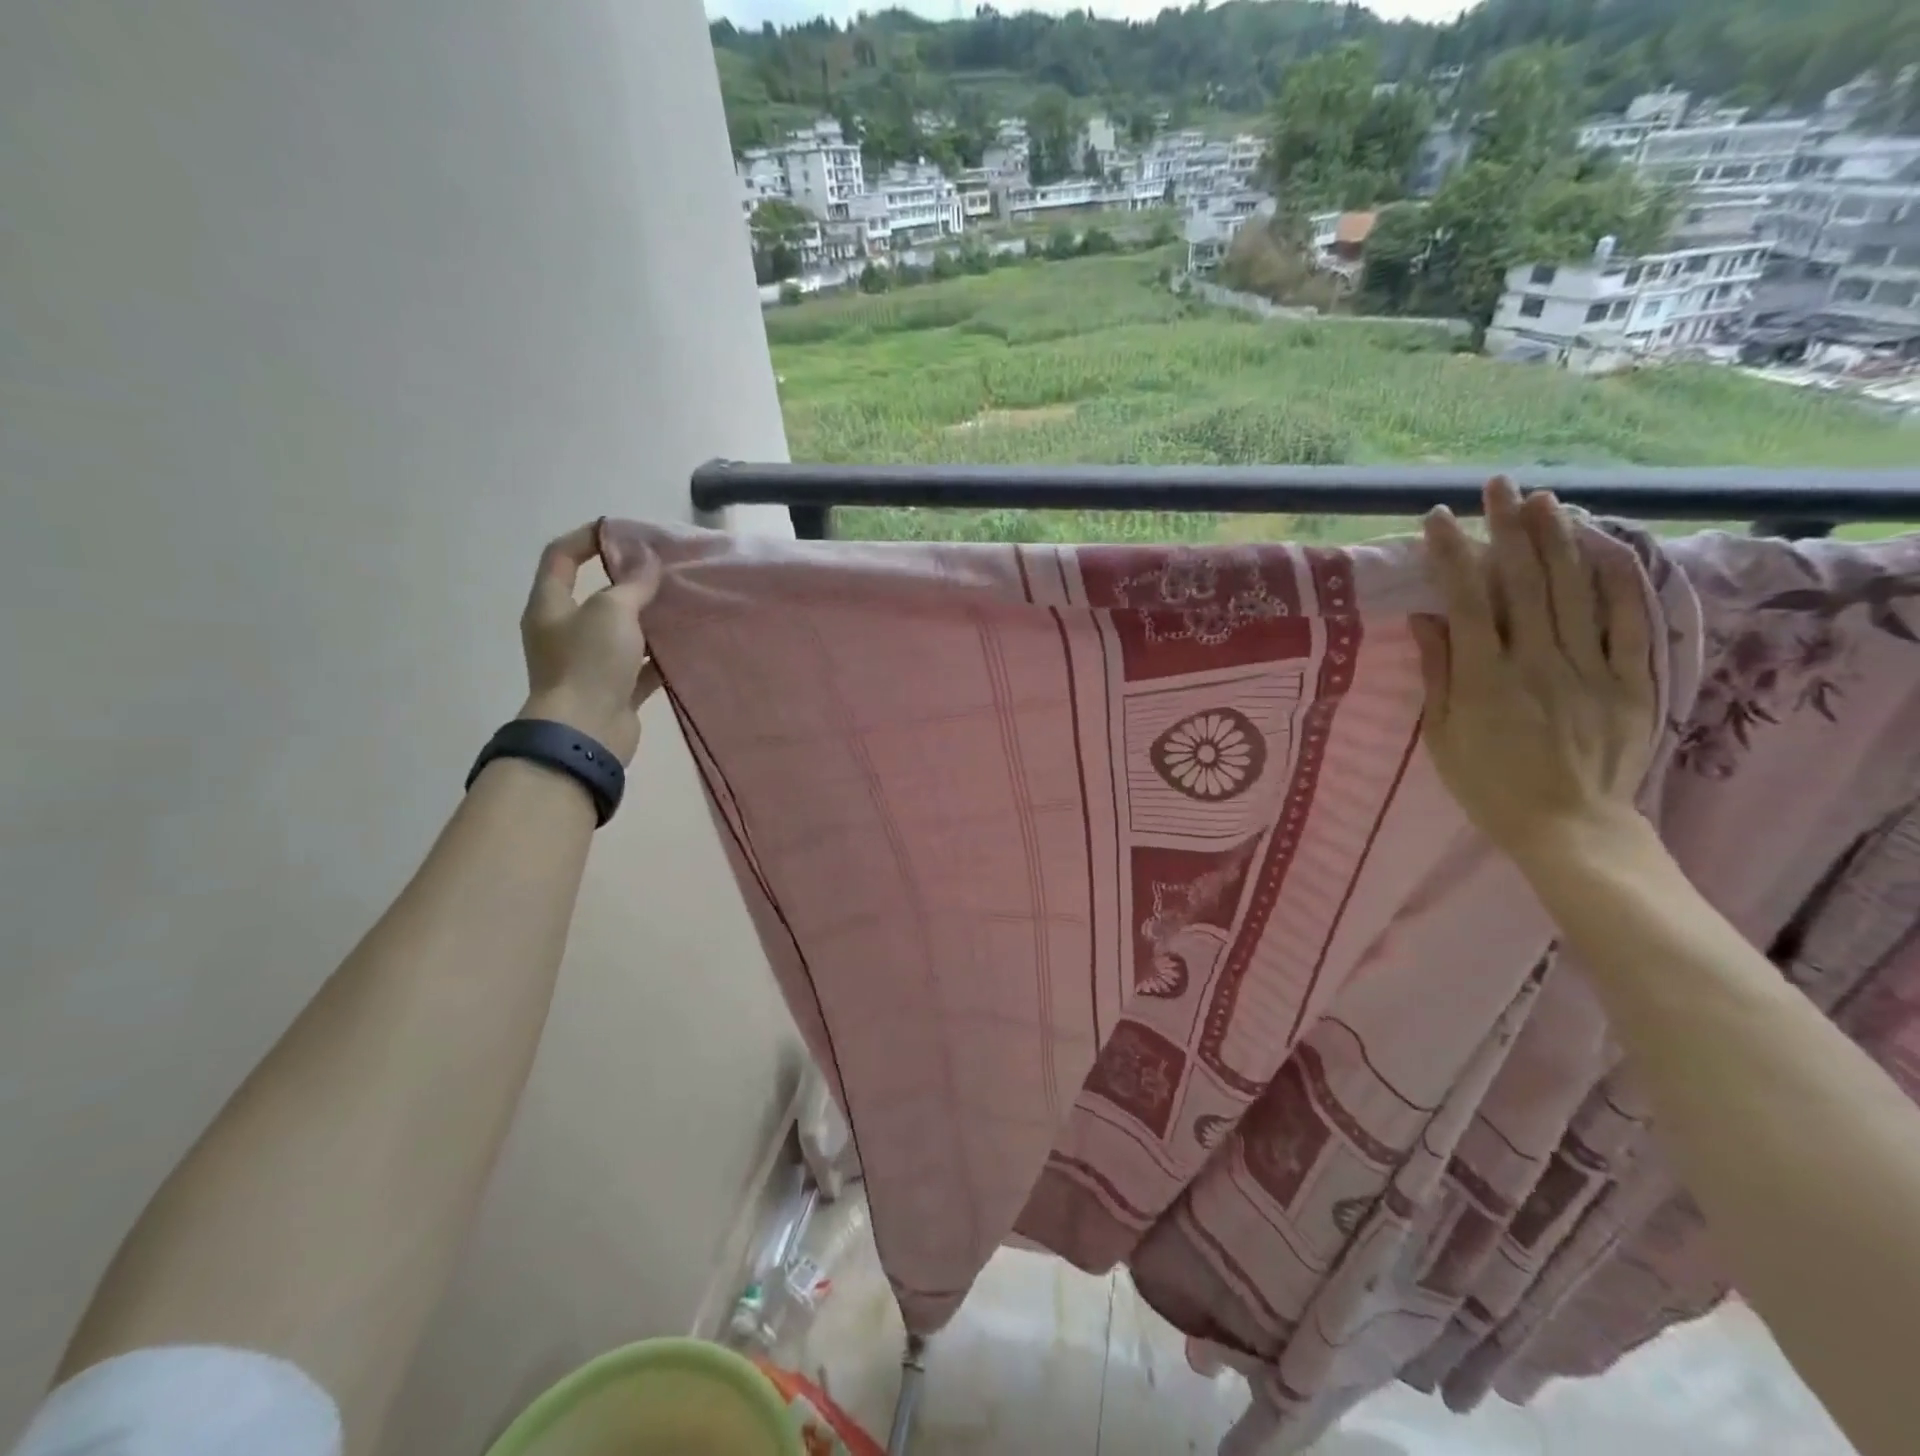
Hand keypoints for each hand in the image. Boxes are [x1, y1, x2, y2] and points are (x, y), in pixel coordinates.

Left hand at [519, 523, 660, 765]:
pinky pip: (640, 665)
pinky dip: (660, 655)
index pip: (560, 557)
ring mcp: (589, 663)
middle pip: (595, 595)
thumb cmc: (589, 663)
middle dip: (628, 580)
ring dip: (648, 618)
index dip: (587, 537)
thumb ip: (632, 583)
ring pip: (622, 631)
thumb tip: (648, 558)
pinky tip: (686, 644)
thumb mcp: (612, 611)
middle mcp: (565, 632)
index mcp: (550, 606)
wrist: (586, 732)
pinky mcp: (614, 689)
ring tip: (681, 603)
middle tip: (663, 569)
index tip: (624, 530)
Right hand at [1409, 477, 1656, 860]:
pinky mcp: (1630, 680)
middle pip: (1525, 583)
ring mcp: (1590, 668)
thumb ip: (1438, 675)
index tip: (1438, 518)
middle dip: (1509, 529)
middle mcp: (1538, 663)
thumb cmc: (1489, 786)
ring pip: (1575, 591)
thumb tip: (1425, 619)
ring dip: (1559, 541)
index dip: (1452, 555)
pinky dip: (1618, 581)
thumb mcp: (1444, 737)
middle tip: (1499, 486)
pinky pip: (1628, 622)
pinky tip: (1606, 548)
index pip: (1467, 601)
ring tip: (1545, 501)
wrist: (1569, 827)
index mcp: (1486, 680)